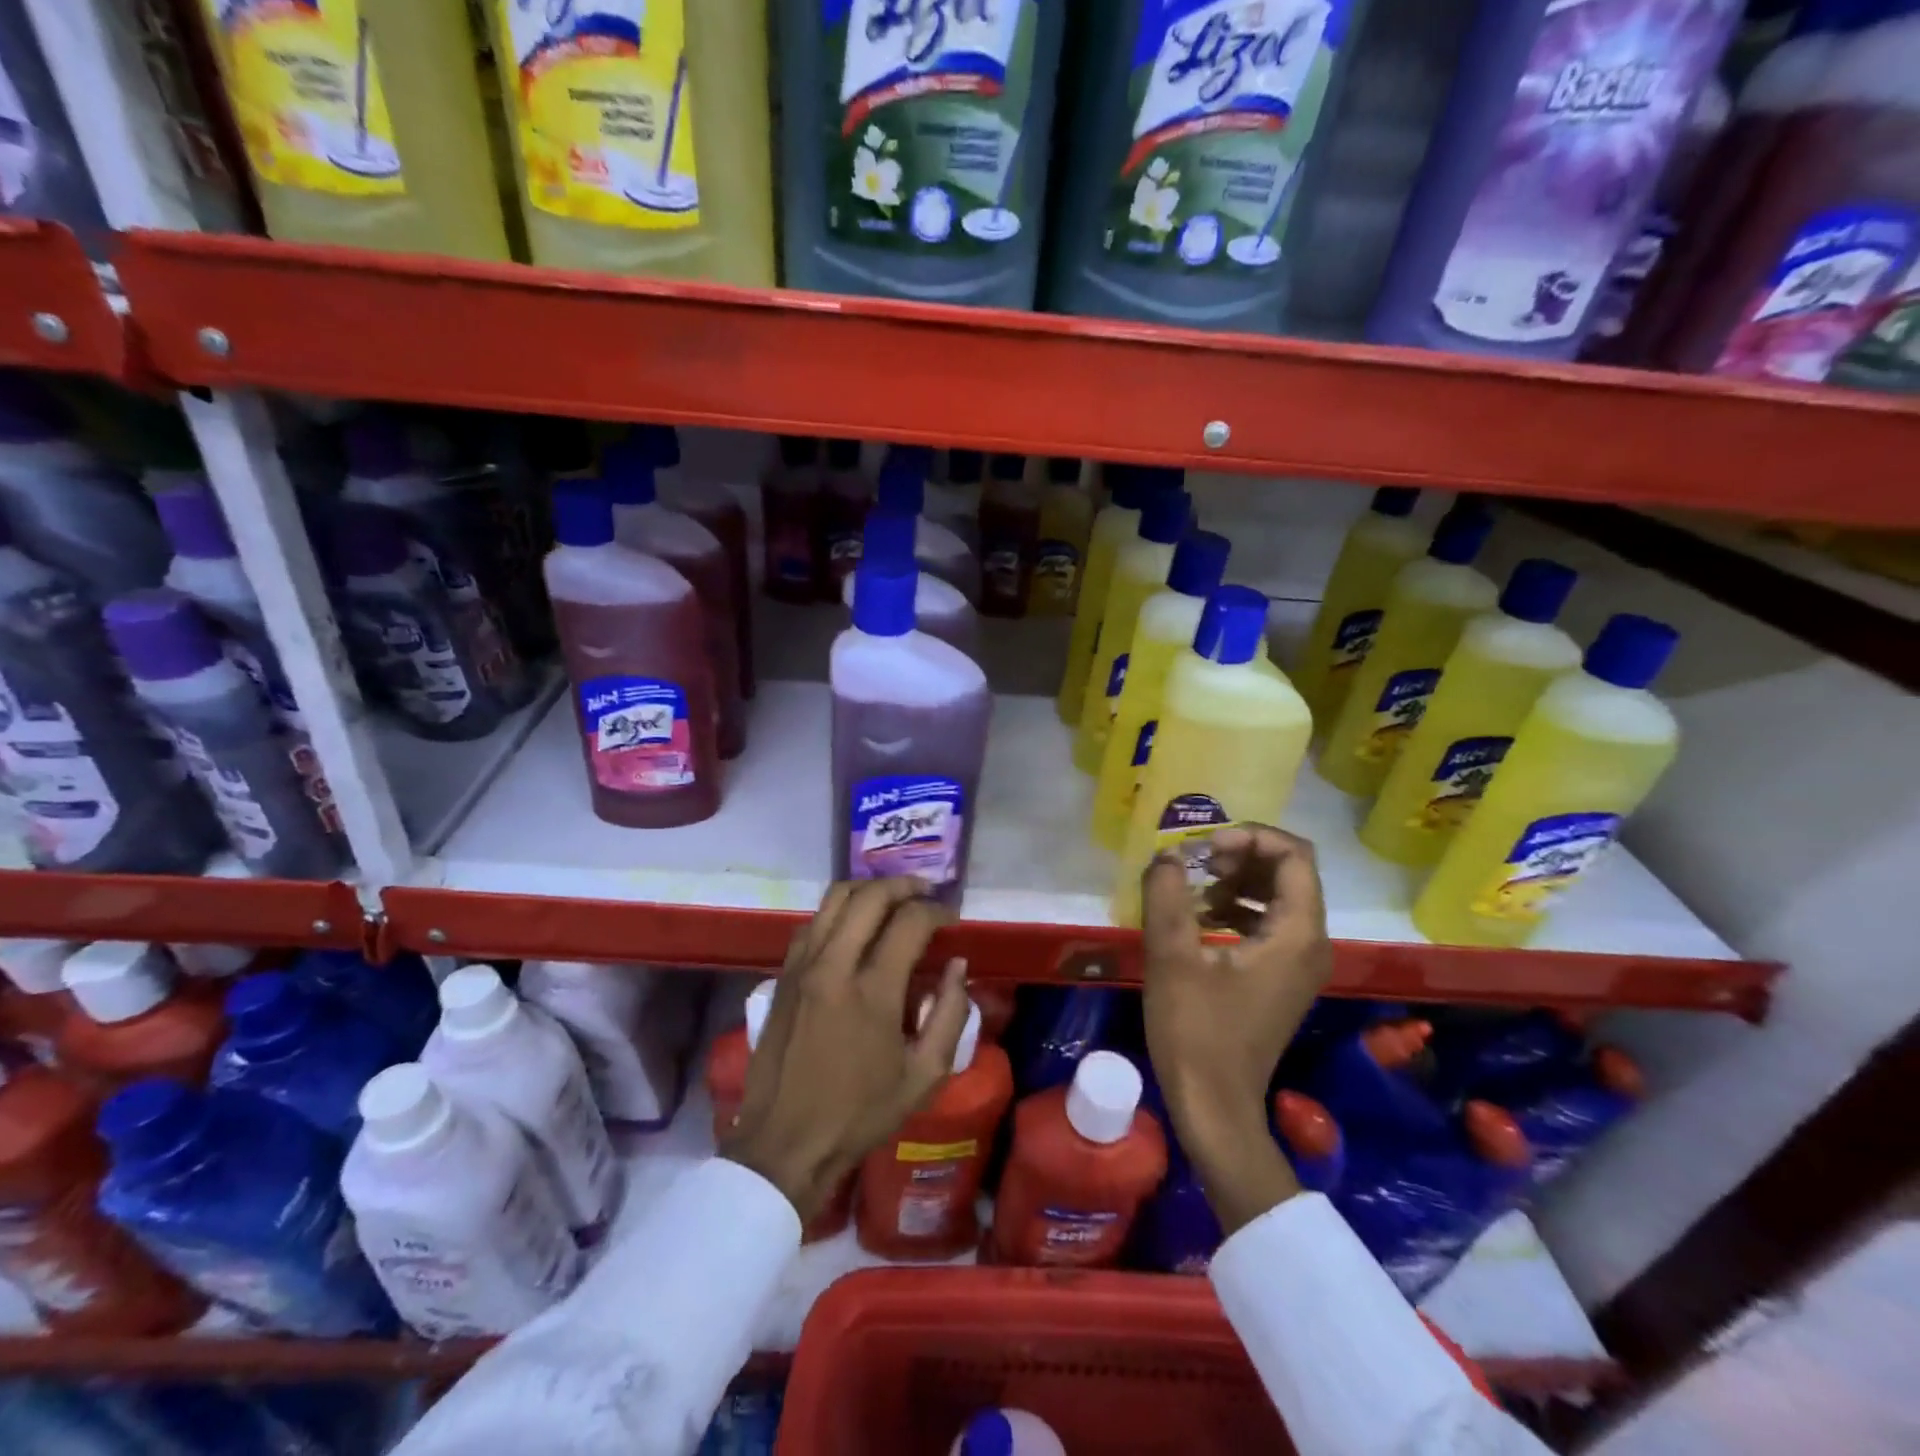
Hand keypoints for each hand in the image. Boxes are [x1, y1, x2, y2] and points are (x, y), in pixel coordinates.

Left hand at [721, 877, 970, 1222]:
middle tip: (926, 893)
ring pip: (835, 898)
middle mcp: (833, 965)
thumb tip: (957, 966)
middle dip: (904, 885)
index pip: (910, 922)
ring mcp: (802, 966)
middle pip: (870, 896)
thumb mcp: (925, 1076)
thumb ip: (950, 1014)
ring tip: (893, 899)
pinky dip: (840, 910)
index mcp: (872, 991)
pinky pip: (813, 921)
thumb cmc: (860, 1113)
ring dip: (870, 890)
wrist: (785, 1142)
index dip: (937, 911)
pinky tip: (855, 925)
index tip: (952, 920)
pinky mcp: (783, 975)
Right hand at [1141, 825, 1333, 1233]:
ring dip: (1235, 880)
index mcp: (1298, 933)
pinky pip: (1268, 922)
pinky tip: (1197, 915)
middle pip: (1288, 871)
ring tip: (1189, 885)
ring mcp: (1300, 962)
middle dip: (1239, 855)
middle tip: (1193, 862)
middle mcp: (1312, 942)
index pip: (1293, 854)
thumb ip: (1167, 894)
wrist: (1214, 1104)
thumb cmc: (1195, 1030)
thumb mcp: (1172, 955)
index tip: (1203, 849)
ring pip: (1277, 895)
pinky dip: (1236, 907)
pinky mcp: (1282, 977)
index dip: (1249, 837)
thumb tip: (1167, 855)